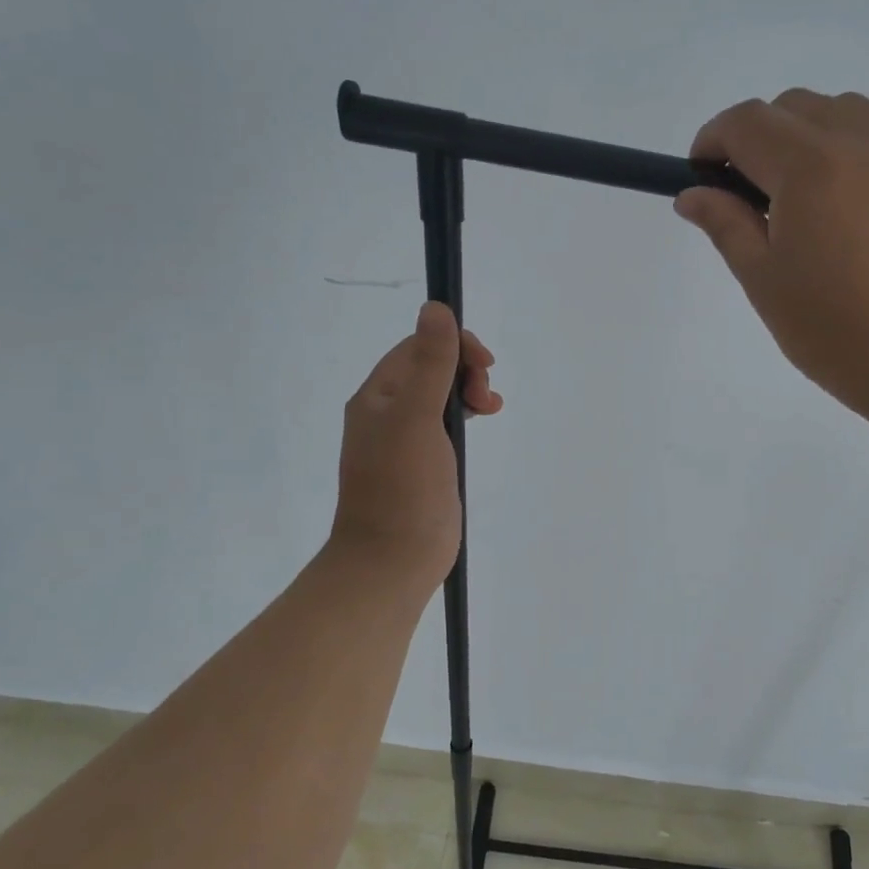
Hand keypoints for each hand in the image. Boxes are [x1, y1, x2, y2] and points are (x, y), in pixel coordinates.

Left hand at [328, 302, 500, 587]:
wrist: (392, 561)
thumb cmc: (403, 488)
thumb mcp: (417, 418)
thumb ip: (429, 364)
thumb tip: (436, 308)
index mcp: (378, 396)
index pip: (418, 347)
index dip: (454, 346)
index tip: (484, 366)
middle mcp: (388, 412)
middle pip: (431, 367)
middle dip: (465, 368)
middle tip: (483, 396)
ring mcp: (406, 440)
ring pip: (441, 394)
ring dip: (468, 389)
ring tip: (490, 407)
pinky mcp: (424, 464)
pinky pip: (445, 423)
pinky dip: (465, 414)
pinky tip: (483, 420)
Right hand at [675, 88, 868, 439]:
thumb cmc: (839, 332)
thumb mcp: (765, 282)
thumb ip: (726, 225)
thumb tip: (692, 194)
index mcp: (810, 166)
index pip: (746, 122)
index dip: (712, 141)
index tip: (700, 178)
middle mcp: (859, 140)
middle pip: (791, 108)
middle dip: (756, 138)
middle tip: (745, 198)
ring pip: (839, 112)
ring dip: (803, 136)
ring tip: (797, 199)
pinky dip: (846, 147)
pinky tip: (843, 204)